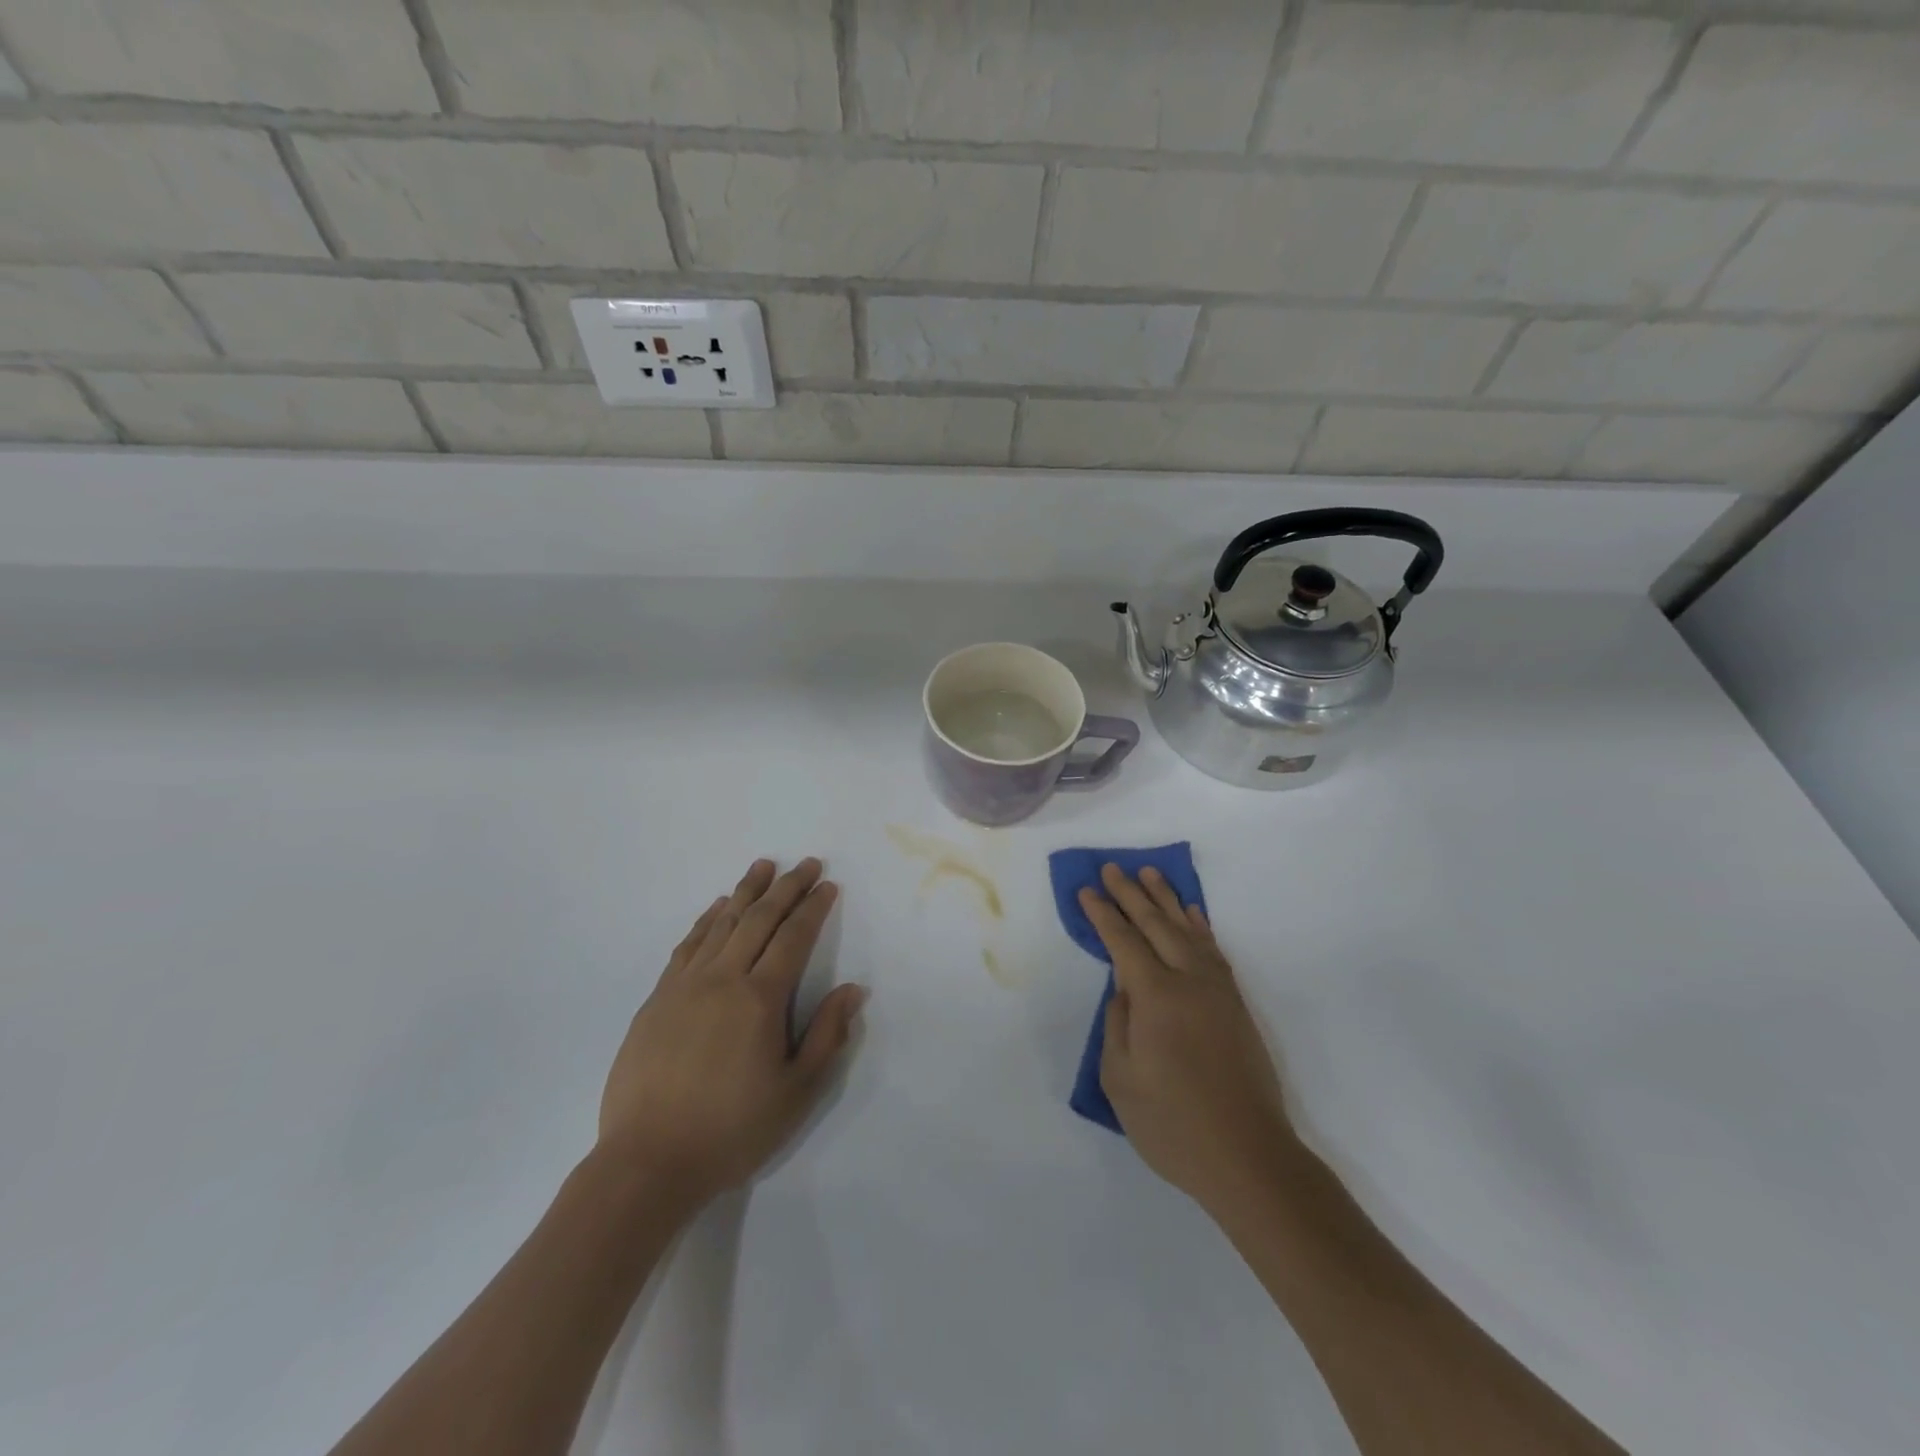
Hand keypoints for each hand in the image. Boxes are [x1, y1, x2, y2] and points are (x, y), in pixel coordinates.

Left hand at [598, 858, 865, 1207]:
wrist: (647, 1162)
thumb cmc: (732, 1130)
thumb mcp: (796, 1092)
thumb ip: (827, 1036)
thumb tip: (853, 989)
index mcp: (760, 999)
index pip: (793, 937)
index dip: (813, 907)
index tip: (827, 885)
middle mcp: (723, 979)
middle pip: (758, 918)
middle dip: (786, 887)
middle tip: (806, 863)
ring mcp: (684, 985)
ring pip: (721, 923)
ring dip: (746, 891)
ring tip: (763, 866)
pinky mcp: (657, 999)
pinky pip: (688, 945)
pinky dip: (706, 920)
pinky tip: (717, 908)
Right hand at [1080, 864, 1296, 1217]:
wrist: (1249, 1158)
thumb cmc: (1173, 1125)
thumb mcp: (1121, 1079)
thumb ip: (1117, 1023)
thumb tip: (1123, 989)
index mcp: (1157, 997)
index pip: (1124, 942)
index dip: (1103, 914)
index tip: (1087, 890)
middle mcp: (1190, 982)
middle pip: (1156, 925)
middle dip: (1131, 894)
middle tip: (1112, 868)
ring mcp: (1218, 991)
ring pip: (1188, 930)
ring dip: (1166, 900)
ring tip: (1149, 874)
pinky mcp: (1236, 1005)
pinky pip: (1214, 950)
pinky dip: (1200, 926)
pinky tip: (1192, 914)